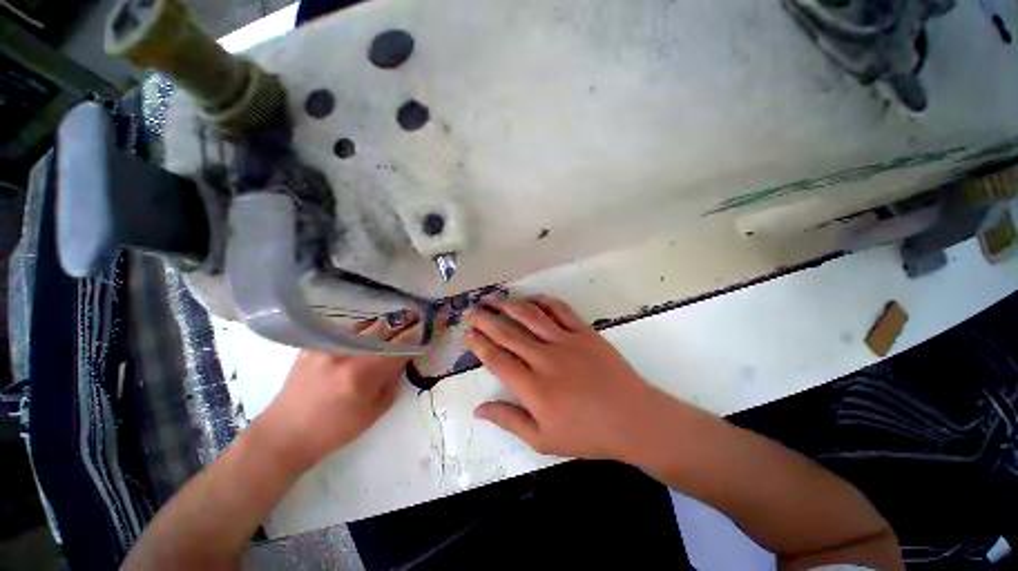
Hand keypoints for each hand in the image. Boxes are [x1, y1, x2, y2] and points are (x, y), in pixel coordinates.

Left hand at [256, 319, 421, 468]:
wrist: (284, 435)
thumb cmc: (333, 430)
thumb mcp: (373, 413)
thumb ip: (392, 383)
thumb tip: (400, 363)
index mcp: (362, 373)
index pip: (399, 348)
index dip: (416, 341)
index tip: (425, 337)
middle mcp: (345, 352)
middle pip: (383, 331)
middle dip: (400, 330)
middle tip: (410, 329)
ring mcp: (326, 346)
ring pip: (364, 327)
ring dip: (380, 330)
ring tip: (386, 333)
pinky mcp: (312, 345)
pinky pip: (343, 332)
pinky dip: (357, 332)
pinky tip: (360, 338)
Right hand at [464, 296, 671, 460]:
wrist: (633, 419)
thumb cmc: (587, 434)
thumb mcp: (543, 439)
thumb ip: (508, 421)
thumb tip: (478, 408)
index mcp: (533, 387)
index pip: (497, 359)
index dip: (478, 344)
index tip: (467, 334)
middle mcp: (545, 358)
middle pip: (508, 333)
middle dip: (485, 320)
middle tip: (470, 311)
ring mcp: (566, 341)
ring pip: (530, 316)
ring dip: (509, 305)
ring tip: (493, 298)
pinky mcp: (584, 332)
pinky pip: (561, 310)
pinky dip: (544, 302)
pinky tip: (532, 298)